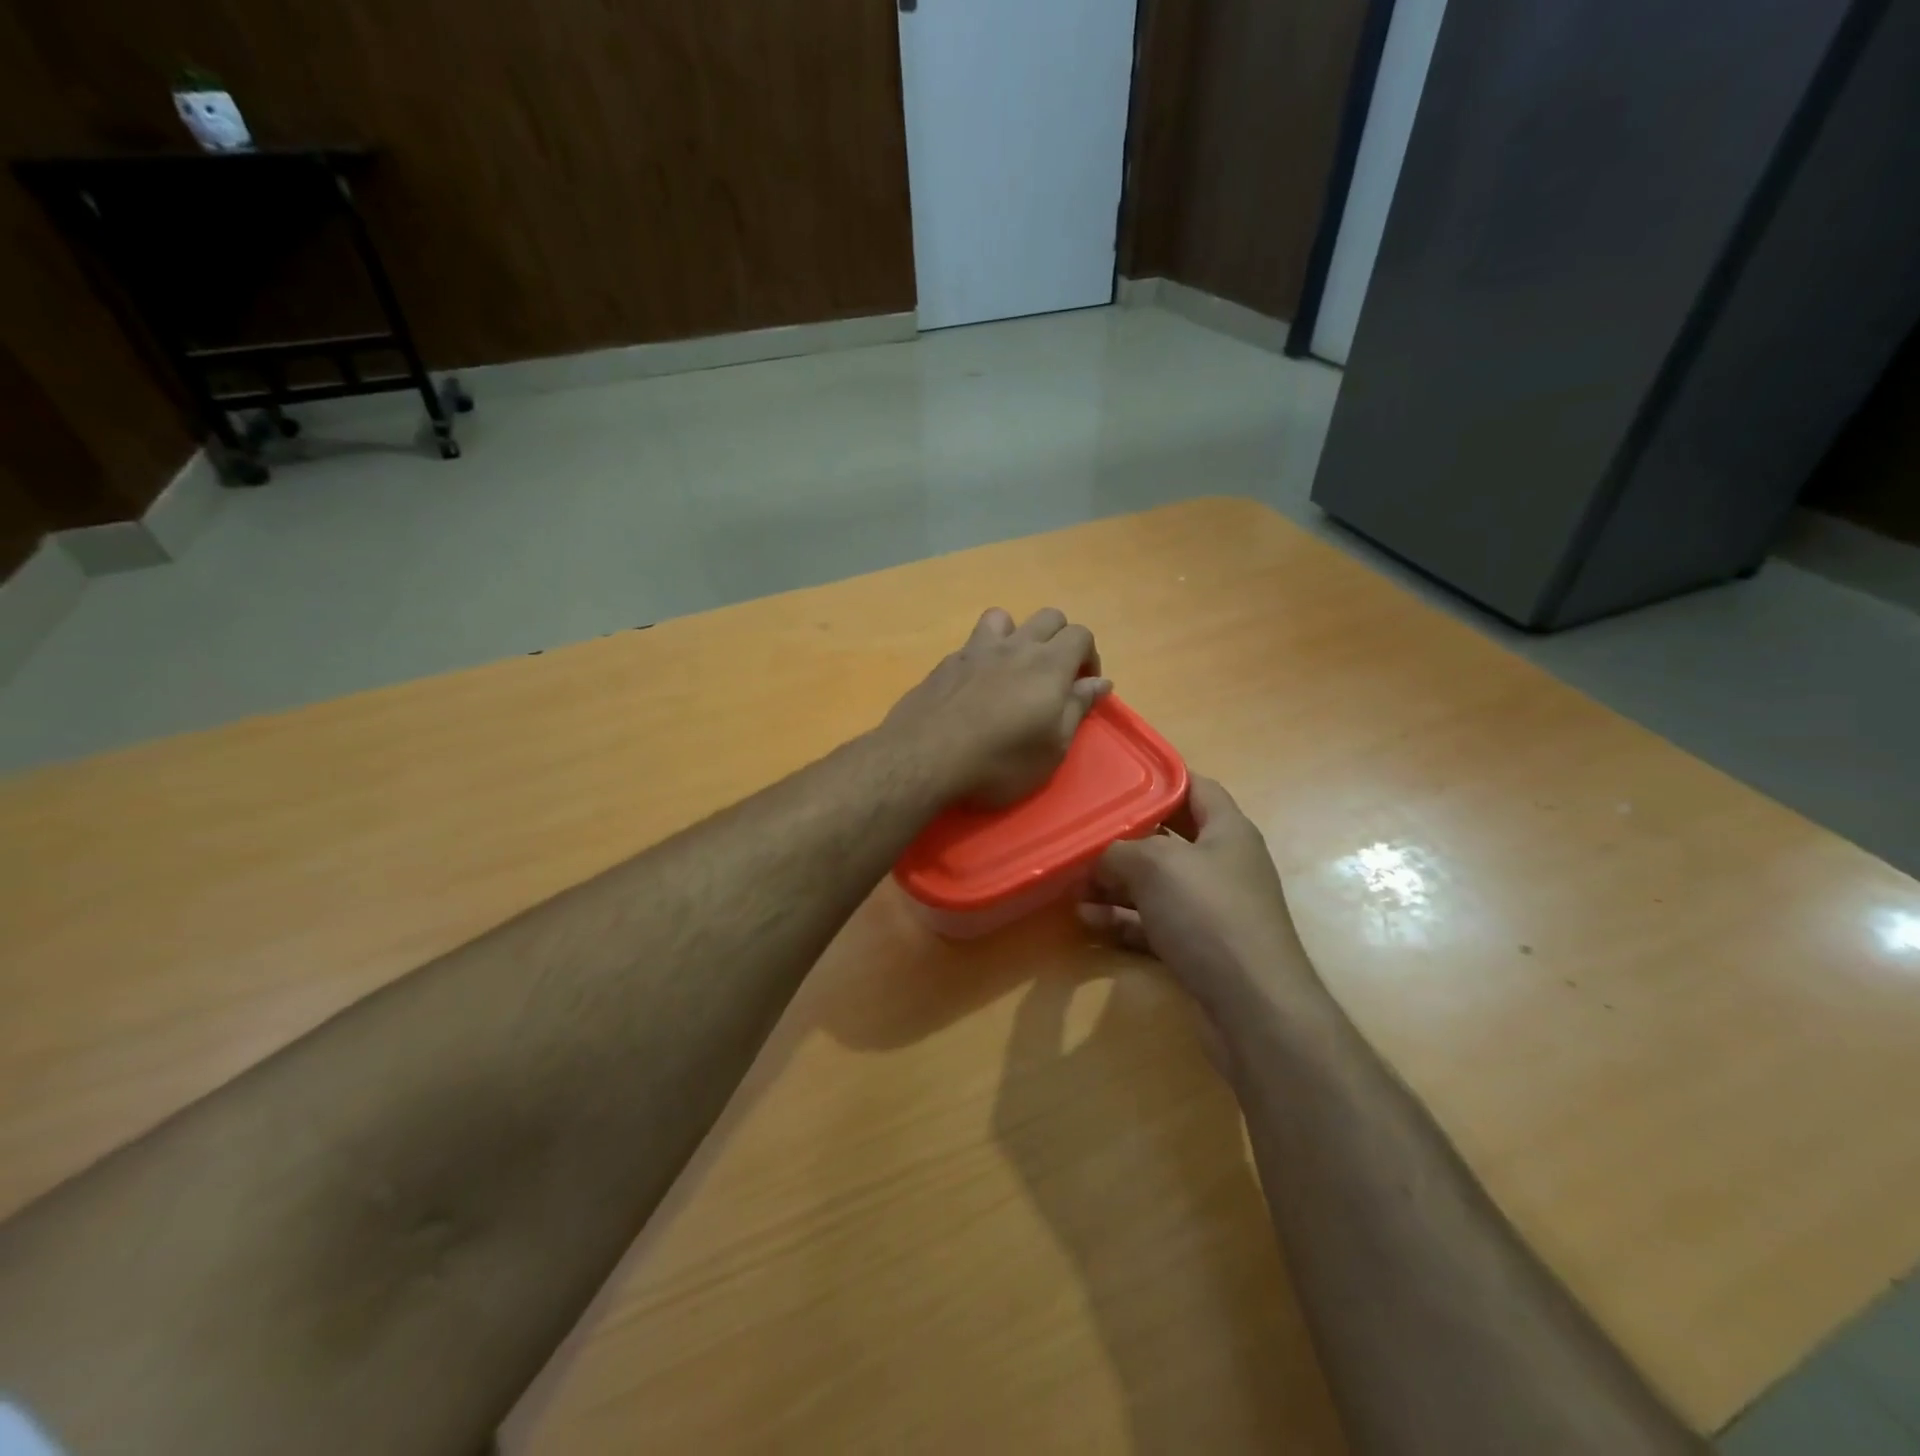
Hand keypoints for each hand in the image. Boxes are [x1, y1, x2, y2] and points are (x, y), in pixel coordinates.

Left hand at [886, 607, 1110, 806]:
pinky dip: (984, 654)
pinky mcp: (946, 663)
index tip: (1083, 687)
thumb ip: (1076, 708)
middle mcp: (1015, 646)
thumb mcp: (1052, 748)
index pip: (1081, 635)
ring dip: (1017, 635)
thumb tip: (1100, 683)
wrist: (924, 757)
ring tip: (1013, 669)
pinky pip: (973, 642)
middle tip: (1055, 677)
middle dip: (1060, 640)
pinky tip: (976, 685)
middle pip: (1049, 618)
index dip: (1089, 657)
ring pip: (1004, 617)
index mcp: (1048, 664)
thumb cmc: (999, 761)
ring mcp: (976, 650)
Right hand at [1077, 777, 1317, 1016]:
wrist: (1253, 1007)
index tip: (1118, 776)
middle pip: (1169, 838)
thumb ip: (1119, 851)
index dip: (1159, 777)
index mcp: (1228, 831)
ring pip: (1157, 885)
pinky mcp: (1201, 948)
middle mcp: (1223, 865)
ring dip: (1116, 884)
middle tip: (1083, 833)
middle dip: (1125, 837)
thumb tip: (1099, 859)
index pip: (1196, 786)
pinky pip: (1155, 924)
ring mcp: (1213, 909)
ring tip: (1074, 883)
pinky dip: (1124, 920)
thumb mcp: (1155, 866)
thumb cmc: (1209, 915)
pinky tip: (1088, 921)